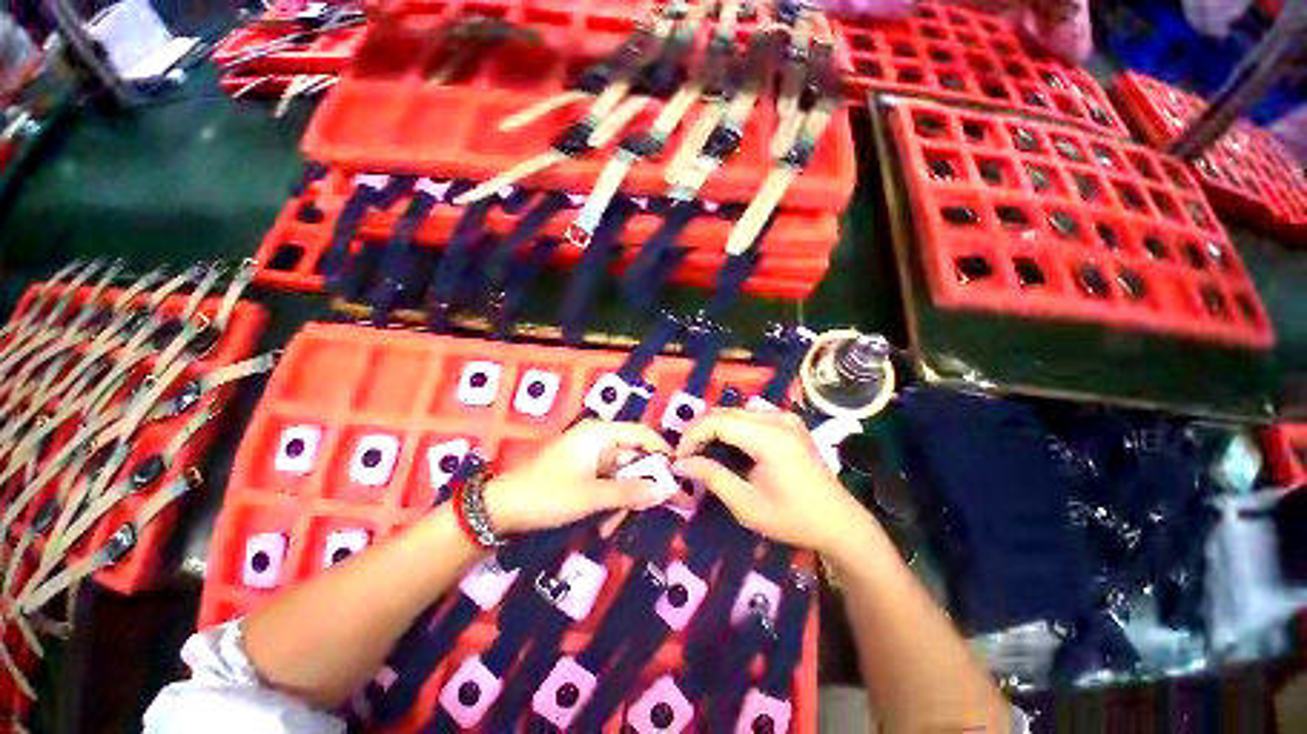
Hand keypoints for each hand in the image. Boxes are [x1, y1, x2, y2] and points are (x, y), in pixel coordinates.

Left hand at [484, 420, 675, 534]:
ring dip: (623, 500)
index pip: (643, 434)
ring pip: (621, 474)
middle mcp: (598, 438)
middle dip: (640, 486)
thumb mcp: (593, 496)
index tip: (678, 476)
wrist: (501, 509)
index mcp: (601, 433)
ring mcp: (590, 455)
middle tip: (652, 510)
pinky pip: (607, 482)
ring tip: (612, 526)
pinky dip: (609, 501)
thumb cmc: (548, 494)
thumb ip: (631, 493)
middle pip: (634, 457)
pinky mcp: (583, 470)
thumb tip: (667, 491)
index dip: (663, 452)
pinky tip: (603, 524)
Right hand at [672, 408, 868, 555]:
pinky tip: (727, 446)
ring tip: (702, 452)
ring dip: (714, 428)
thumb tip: (681, 463)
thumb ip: (712, 477)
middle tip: (686, 456)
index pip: (717, 421)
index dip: (692, 435)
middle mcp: (777, 418)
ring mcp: (785, 418)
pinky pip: (750, 416)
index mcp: (769, 437)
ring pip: (735, 412)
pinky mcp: (789, 423)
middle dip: (699, 431)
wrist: (839, 523)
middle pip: (724, 412)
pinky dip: (731, 428)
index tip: (679, 458)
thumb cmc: (792, 518)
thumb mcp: (746, 504)